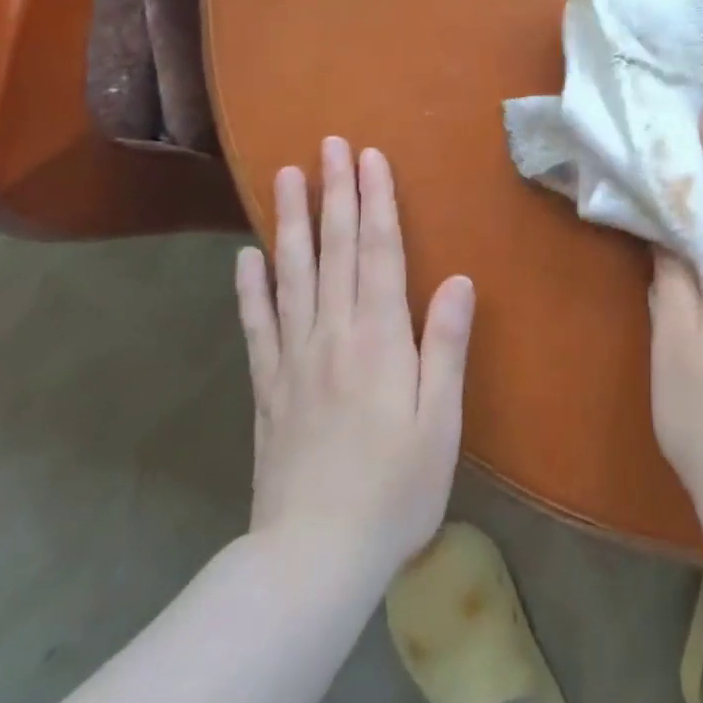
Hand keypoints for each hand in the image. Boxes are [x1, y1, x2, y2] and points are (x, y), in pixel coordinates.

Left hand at [236, 138, 474, 582]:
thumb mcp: (440, 420)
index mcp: (379, 337)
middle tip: (328, 144)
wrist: (313, 558)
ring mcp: (293, 358)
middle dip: (334, 192)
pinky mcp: (267, 387)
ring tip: (285, 176)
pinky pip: (257, 325)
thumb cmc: (395, 487)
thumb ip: (445, 344)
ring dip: (291, 221)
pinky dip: (250, 287)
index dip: (375, 201)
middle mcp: (332, 333)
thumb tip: (457, 278)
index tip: (369, 157)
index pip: (377, 252)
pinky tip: (245, 257)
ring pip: (291, 274)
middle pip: (333, 249)